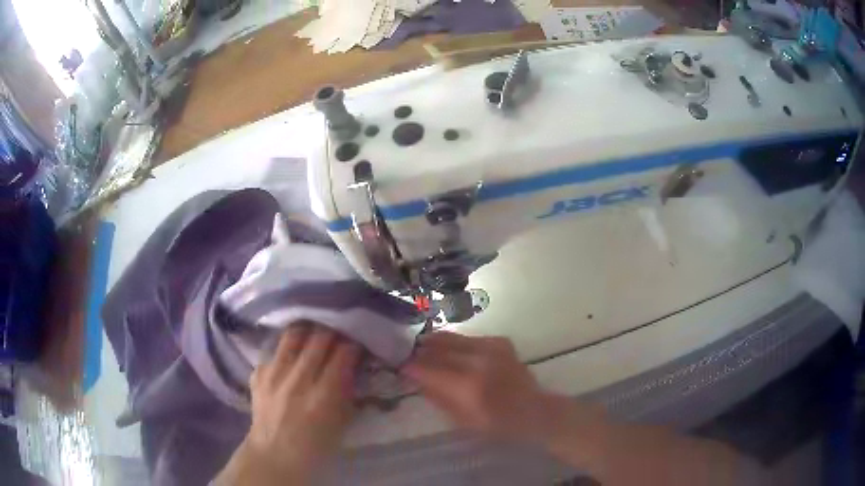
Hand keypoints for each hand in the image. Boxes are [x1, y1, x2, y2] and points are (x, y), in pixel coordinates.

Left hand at [221, 324, 360, 484]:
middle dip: (333, 331)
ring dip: (308, 331)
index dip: (353, 343)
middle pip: (318, 339)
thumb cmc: (315, 446)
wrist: (274, 455)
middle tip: (339, 332)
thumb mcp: (341, 424)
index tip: (358, 342)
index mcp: (323, 397)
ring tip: (315, 332)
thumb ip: (347, 392)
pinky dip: (286, 348)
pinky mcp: (258, 374)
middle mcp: (297, 380)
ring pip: (293, 335)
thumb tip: (352, 365)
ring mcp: (274, 375)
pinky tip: (291, 353)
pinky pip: (274, 350)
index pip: (342, 354)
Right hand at [402, 332, 556, 444]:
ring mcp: (491, 348)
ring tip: (423, 346)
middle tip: (408, 354)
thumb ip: (438, 397)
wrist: (534, 410)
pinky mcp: (500, 342)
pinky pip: (470, 338)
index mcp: (467, 386)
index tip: (400, 367)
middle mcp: (478, 361)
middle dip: (420, 351)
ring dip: (435, 342)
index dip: (411, 367)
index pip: (429, 370)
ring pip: (453, 338)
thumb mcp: (462, 420)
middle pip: (439, 349)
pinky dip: (457, 342)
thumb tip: (417, 379)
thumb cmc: (498, 424)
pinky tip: (452, 349)